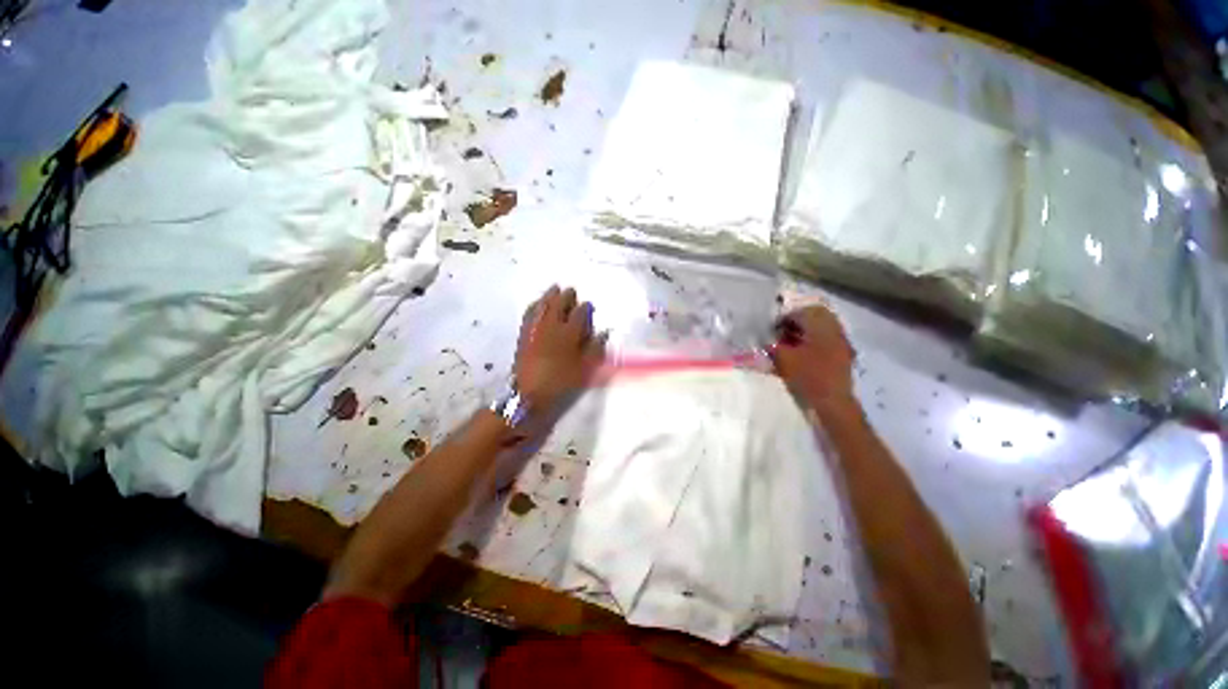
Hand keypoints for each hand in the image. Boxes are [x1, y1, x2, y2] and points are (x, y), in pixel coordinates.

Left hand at [514, 286, 605, 411]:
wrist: (528, 392)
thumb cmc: (561, 381)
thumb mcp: (585, 369)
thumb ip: (595, 349)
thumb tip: (603, 334)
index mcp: (569, 332)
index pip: (580, 313)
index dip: (585, 308)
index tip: (588, 305)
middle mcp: (552, 325)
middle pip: (560, 303)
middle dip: (567, 296)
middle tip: (571, 291)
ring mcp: (536, 327)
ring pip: (543, 305)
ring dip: (550, 295)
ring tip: (555, 288)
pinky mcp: (524, 333)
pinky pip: (529, 313)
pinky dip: (534, 305)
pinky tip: (536, 303)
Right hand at [771, 304, 856, 410]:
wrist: (833, 402)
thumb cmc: (807, 377)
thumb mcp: (784, 359)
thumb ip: (774, 345)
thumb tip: (768, 339)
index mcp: (820, 327)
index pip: (801, 312)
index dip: (785, 317)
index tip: (773, 328)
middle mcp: (834, 329)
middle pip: (816, 315)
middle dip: (798, 320)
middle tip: (783, 331)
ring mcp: (841, 342)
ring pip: (823, 326)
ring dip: (807, 329)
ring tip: (791, 341)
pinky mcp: (843, 354)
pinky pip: (828, 338)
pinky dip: (814, 339)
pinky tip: (803, 351)